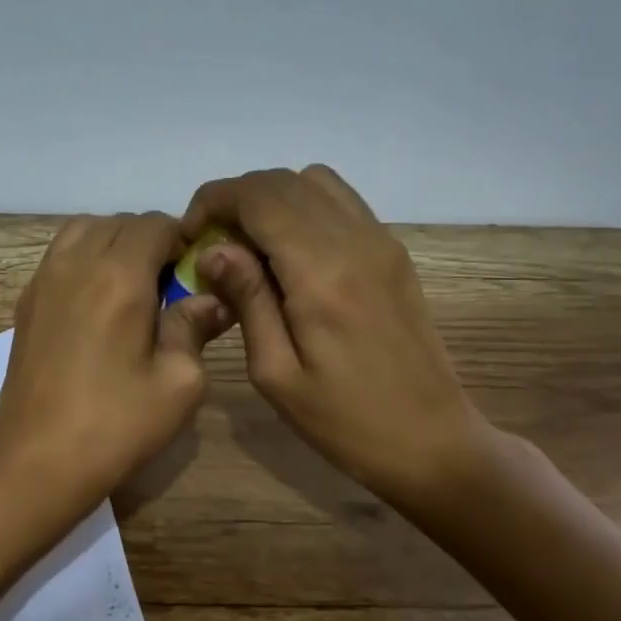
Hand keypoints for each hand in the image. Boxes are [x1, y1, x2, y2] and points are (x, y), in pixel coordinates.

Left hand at [0, 212, 229, 515]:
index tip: (196, 273)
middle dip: (149, 241)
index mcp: (118, 276)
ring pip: (82, 231)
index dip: (182, 240)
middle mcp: (75, 264)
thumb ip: (195, 327)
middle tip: (168, 285)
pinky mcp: (25, 304)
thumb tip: (211, 299)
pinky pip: (58, 256)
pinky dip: (83, 259)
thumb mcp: (179, 383)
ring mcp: (42, 281)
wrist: (36, 464)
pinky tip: (97, 305)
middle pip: (118, 223)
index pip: (155, 224)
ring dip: (113, 243)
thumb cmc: (116, 426)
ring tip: (132, 288)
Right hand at [180, 166, 487, 510]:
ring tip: (249, 245)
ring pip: (314, 181)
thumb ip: (247, 300)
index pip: (258, 197)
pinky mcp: (393, 252)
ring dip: (271, 199)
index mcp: (320, 272)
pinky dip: (304, 208)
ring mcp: (381, 241)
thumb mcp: (275, 373)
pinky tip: (289, 253)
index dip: (214, 201)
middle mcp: (355, 240)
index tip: (189, 235)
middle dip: (236, 199)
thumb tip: (214, 250)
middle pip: (283, 181)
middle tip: (211, 244)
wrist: (430, 439)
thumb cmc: (343, 420)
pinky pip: (341, 202)